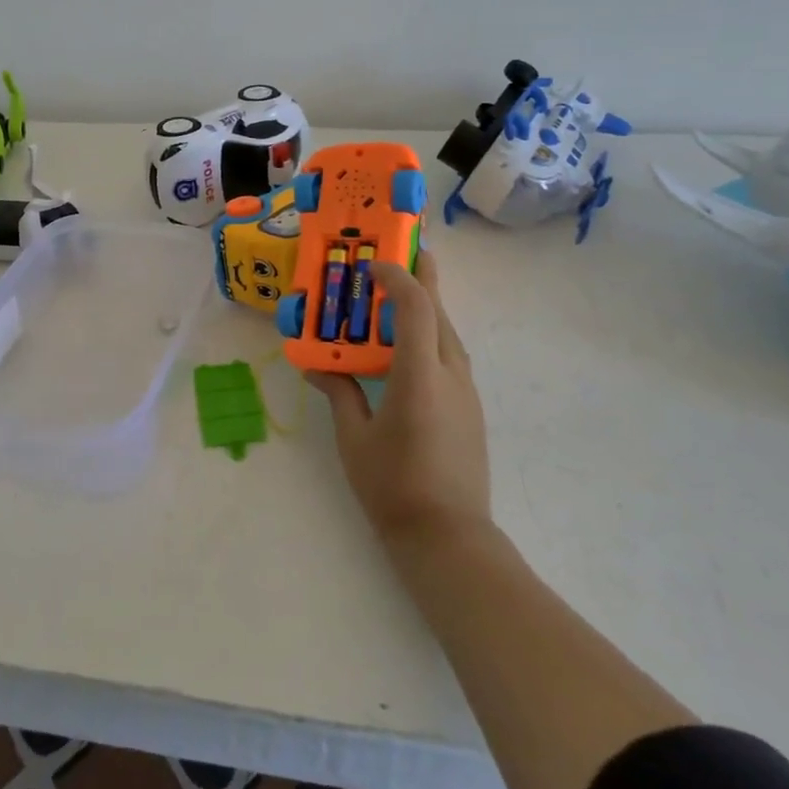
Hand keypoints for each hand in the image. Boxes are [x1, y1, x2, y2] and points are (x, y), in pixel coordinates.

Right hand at [307, 249, 491, 548]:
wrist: (448, 536)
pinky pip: (450, 354)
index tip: (371, 265)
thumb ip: (339, 393)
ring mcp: (466, 390)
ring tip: (400, 296)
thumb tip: (318, 366)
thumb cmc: (393, 486)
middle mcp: (450, 372)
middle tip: (401, 253)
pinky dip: (431, 334)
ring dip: (427, 306)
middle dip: (422, 277)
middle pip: (439, 310)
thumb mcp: (354, 438)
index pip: (414, 307)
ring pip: (448, 331)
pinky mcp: (470, 406)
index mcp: (419, 375)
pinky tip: (410, 347)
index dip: (396, 277)